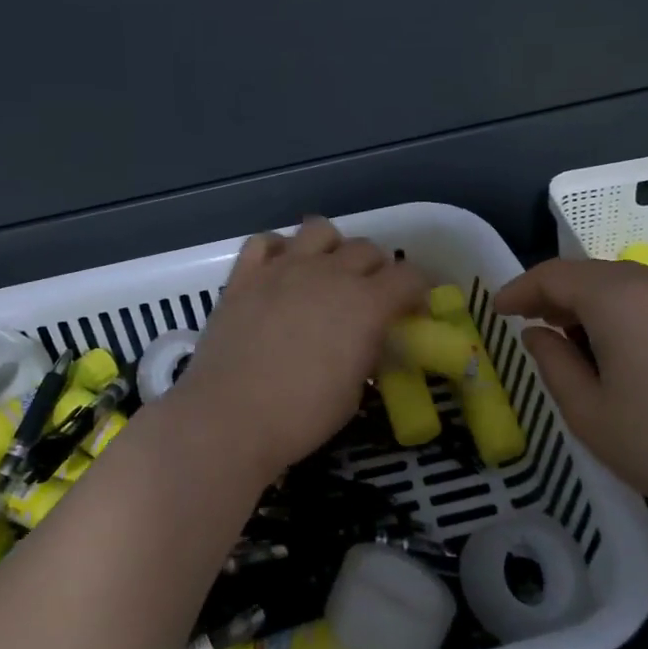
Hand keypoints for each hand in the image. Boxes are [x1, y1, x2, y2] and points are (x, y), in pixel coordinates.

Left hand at [169, 215, 428, 480]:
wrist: (228, 418)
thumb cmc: (300, 417)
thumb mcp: (353, 392)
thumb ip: (367, 353)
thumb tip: (368, 340)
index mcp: (366, 303)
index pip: (409, 275)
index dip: (419, 289)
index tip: (414, 308)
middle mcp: (329, 273)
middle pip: (367, 249)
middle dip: (377, 269)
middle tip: (370, 297)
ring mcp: (283, 268)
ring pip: (319, 229)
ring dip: (332, 248)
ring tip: (326, 273)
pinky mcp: (245, 275)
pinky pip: (265, 241)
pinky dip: (278, 250)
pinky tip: (279, 271)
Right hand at [494, 258, 647, 532]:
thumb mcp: (588, 412)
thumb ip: (552, 362)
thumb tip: (538, 333)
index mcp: (619, 299)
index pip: (555, 275)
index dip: (520, 289)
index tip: (498, 310)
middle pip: (592, 274)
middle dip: (556, 294)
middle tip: (533, 325)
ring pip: (628, 285)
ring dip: (594, 303)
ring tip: (579, 341)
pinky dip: (630, 313)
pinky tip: (630, 351)